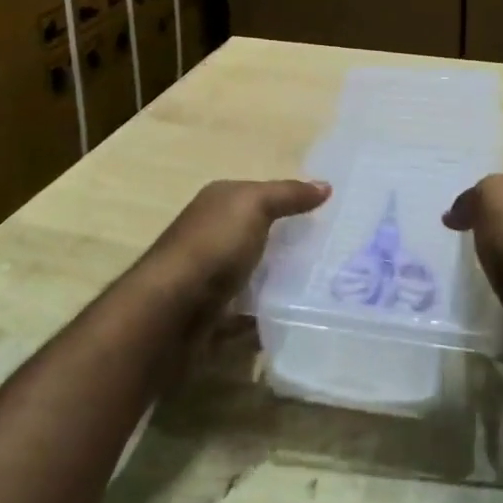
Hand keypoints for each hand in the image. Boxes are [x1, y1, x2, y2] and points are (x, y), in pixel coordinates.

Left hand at [147, 179, 330, 308]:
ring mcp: (208, 276)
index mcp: (218, 202)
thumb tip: (325, 185)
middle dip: (288, 242)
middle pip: (257, 234)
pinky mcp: (210, 314)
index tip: (328, 215)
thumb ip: (288, 194)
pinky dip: (264, 314)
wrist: (170, 312)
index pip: (260, 194)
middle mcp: (210, 234)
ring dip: (277, 280)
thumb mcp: (254, 205)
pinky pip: (245, 311)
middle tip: (332, 253)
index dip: (291, 200)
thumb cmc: (213, 246)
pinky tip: (292, 317)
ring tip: (320, 286)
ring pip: (252, 273)